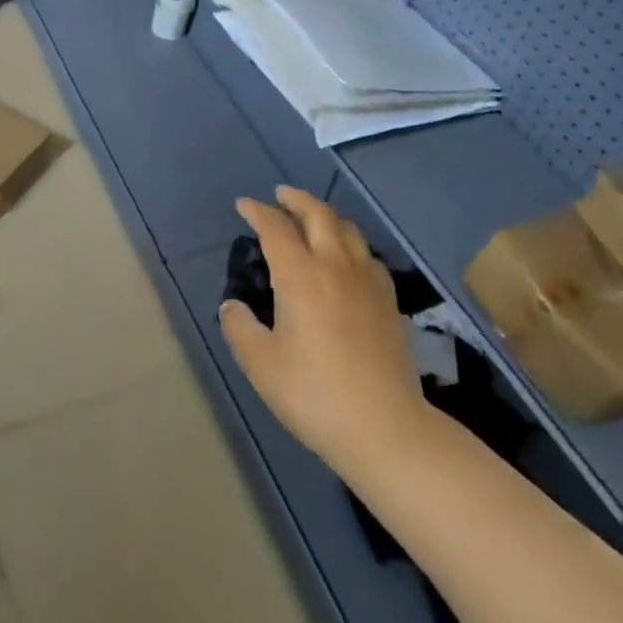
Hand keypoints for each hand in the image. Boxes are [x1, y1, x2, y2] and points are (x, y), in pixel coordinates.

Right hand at [220, 187, 428, 476]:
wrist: (386, 427)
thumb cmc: (315, 394)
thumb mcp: (262, 365)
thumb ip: (241, 328)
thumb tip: (233, 305)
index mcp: (300, 276)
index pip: (275, 227)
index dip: (257, 211)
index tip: (244, 205)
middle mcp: (335, 265)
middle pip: (318, 213)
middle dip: (296, 199)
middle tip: (280, 195)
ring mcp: (368, 280)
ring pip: (348, 229)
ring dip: (325, 215)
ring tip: (312, 219)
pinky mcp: (390, 299)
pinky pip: (368, 254)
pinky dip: (350, 243)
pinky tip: (347, 259)